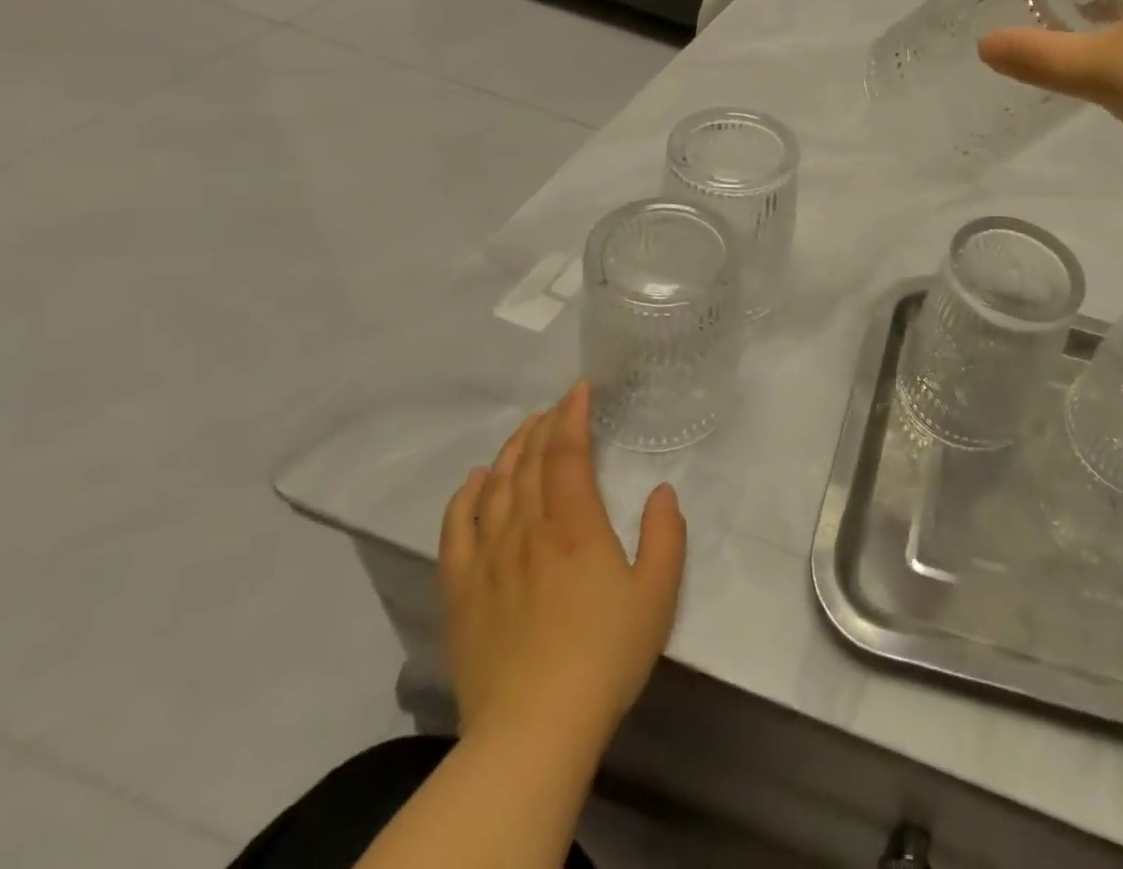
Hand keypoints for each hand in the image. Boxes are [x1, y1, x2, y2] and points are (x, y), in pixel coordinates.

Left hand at [439, 383, 685, 758]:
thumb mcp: (658, 594)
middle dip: (542, 426)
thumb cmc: (605, 658)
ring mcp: (488, 561)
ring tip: (523, 431)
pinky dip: (464, 498)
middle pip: (528, 464)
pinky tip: (473, 481)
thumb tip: (662, 491)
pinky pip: (456, 530)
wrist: (532, 732)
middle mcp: (528, 531)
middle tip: (555, 406)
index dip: (572, 416)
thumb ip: (666, 535)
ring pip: (494, 488)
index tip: (579, 389)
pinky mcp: (460, 593)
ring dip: (509, 452)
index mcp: (576, 527)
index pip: (567, 454)